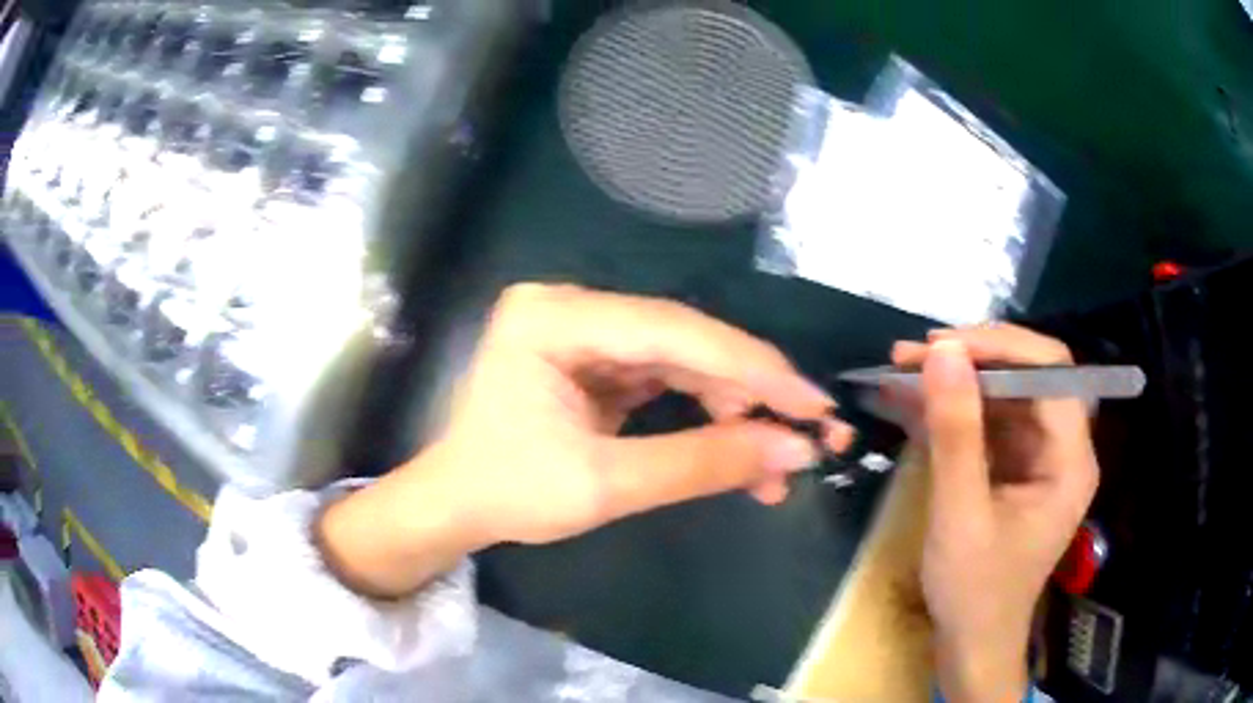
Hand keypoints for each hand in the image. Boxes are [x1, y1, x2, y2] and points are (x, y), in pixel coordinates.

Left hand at [317, 284, 851, 597]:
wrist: (456, 507)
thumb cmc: (508, 492)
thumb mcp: (604, 485)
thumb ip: (700, 463)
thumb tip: (794, 450)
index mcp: (554, 318)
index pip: (673, 332)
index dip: (752, 367)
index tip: (812, 402)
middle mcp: (572, 309)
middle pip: (684, 342)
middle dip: (749, 393)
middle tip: (807, 433)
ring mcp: (585, 332)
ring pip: (683, 362)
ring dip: (733, 410)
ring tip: (776, 460)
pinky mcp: (597, 361)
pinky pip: (666, 380)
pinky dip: (705, 415)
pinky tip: (740, 447)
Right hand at [892, 326, 1099, 702]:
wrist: (970, 645)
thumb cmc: (974, 592)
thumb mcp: (960, 515)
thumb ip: (954, 434)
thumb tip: (941, 352)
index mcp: (1070, 459)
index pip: (1051, 371)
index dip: (1002, 347)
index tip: (943, 345)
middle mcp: (1062, 447)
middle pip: (1028, 376)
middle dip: (973, 359)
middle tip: (914, 355)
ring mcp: (1038, 457)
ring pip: (1004, 394)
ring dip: (955, 381)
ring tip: (901, 370)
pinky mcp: (1014, 468)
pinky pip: (988, 422)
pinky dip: (951, 410)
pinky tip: (912, 404)